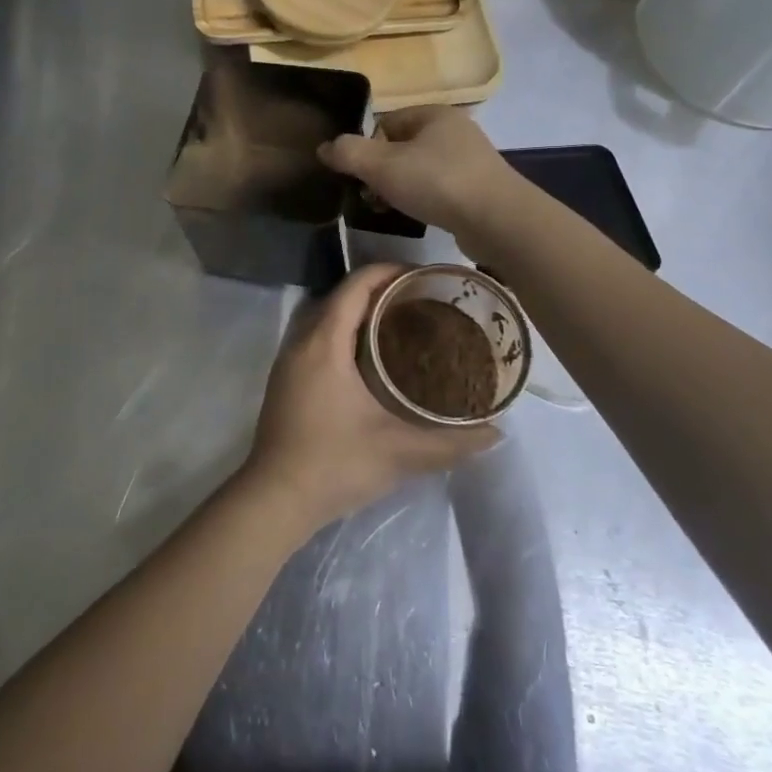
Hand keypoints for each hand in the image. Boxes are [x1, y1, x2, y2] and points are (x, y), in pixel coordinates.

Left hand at [242, 265, 499, 530]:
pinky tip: (371, 358)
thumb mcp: (398, 452)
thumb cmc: (334, 464)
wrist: (275, 499)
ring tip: (402, 322)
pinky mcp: (286, 379)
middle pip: (341, 296)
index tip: (423, 277)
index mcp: (325, 343)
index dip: (388, 272)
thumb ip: (450, 442)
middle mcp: (302, 341)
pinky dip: (344, 331)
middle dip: (379, 289)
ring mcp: (289, 360)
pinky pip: (318, 336)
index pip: (355, 286)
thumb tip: (496, 433)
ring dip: (359, 311)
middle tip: (421, 300)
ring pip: (327, 317)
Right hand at [318, 106, 523, 253]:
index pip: (385, 123)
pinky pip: (440, 188)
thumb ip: (348, 153)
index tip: (360, 177)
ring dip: (401, 189)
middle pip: (401, 148)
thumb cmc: (437, 183)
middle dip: (382, 173)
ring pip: (420, 170)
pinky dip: (425, 200)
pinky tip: (421, 217)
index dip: (367, 149)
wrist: (498, 220)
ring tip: (392, 210)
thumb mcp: (382, 166)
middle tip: (371, 197)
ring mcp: (471, 159)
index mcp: (434, 114)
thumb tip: (324, 148)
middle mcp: (455, 130)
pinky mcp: (480, 187)